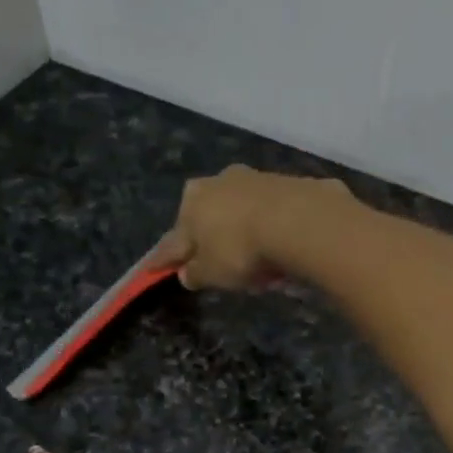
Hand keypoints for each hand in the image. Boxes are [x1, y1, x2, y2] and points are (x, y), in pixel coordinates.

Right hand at [153, 165, 352, 290]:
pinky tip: (281, 247)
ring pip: (242, 211)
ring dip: (244, 231)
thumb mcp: (211, 274)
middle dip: (210, 237)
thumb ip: (195, 273)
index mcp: (191, 202)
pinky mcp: (288, 183)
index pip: (172, 239)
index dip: (164, 258)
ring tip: (256, 261)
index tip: (154, 267)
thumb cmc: (241, 250)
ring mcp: (255, 178)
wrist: (299, 221)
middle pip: (208, 216)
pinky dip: (272, 228)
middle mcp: (219, 181)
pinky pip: (273, 213)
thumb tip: (186, 273)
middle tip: (216, 263)